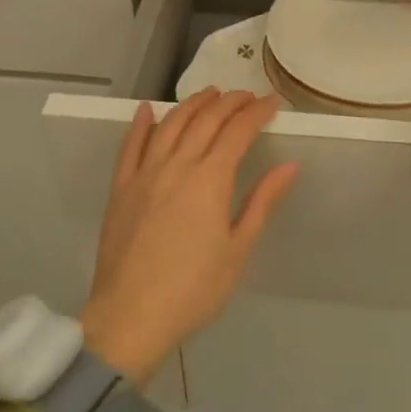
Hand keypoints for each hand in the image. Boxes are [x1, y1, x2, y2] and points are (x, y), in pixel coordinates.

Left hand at [81, 89, 298, 382]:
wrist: (130, 317)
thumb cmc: (194, 289)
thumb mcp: (238, 250)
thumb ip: (262, 202)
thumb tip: (290, 166)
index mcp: (210, 179)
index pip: (238, 131)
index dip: (257, 112)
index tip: (272, 102)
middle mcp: (177, 165)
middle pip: (206, 120)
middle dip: (229, 102)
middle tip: (246, 96)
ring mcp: (145, 173)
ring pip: (170, 124)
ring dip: (192, 104)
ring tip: (210, 94)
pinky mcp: (121, 187)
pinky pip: (130, 145)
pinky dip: (140, 123)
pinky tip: (147, 110)